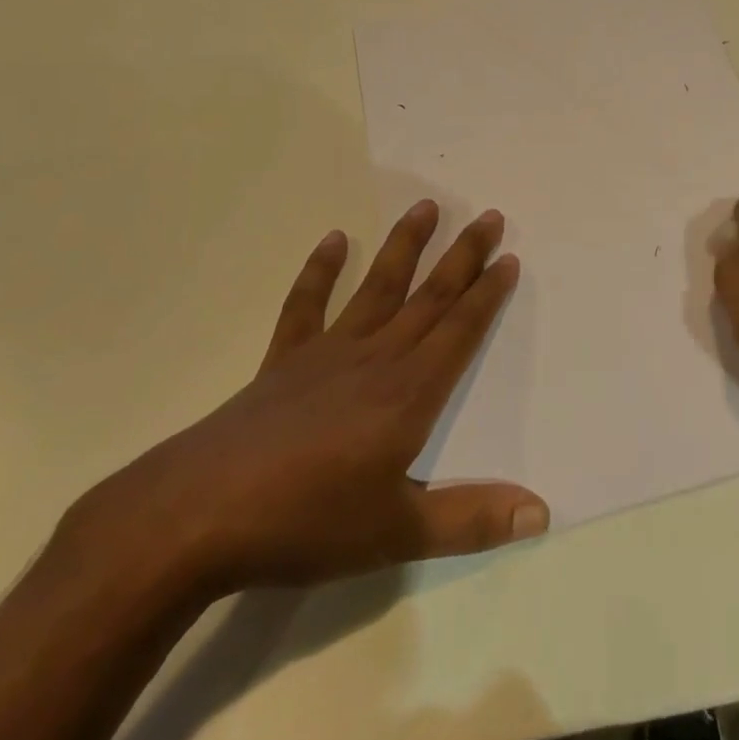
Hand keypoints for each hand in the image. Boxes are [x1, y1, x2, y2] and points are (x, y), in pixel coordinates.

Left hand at [68, 200, 547, 595]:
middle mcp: (375, 358)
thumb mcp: (397, 533)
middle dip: (463, 256)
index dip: (488, 294)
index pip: (460, 331)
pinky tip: (334, 239)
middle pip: (429, 297)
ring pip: (377, 287)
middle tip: (488, 215)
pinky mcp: (283, 361)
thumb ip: (471, 520)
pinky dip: (320, 270)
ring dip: (404, 246)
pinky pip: (306, 305)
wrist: (197, 516)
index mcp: (409, 393)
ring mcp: (326, 353)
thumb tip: (542, 514)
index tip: (508, 257)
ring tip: (426, 206)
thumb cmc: (306, 523)